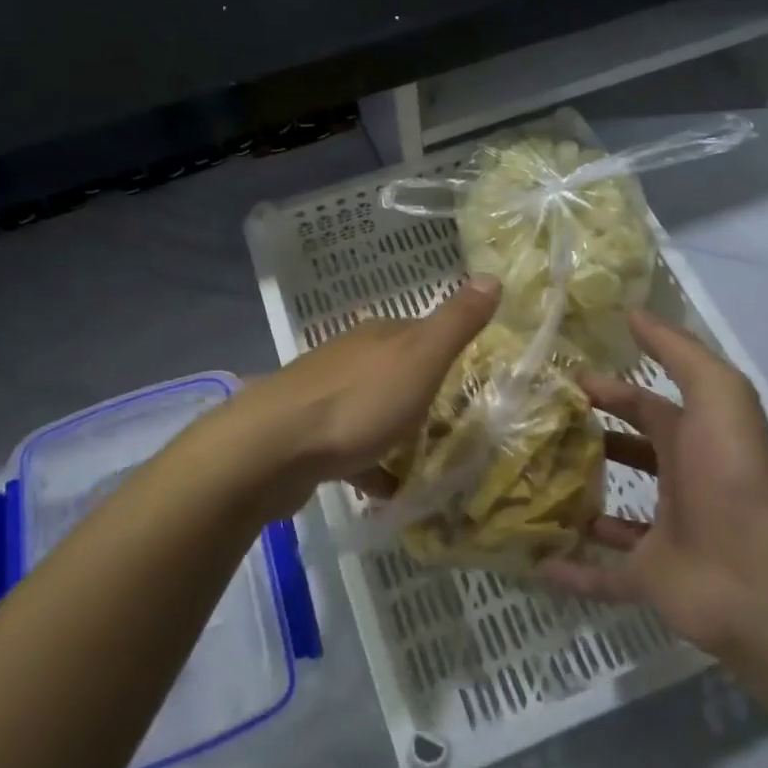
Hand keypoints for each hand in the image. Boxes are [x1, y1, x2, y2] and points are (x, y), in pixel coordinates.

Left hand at [232, 276, 500, 516]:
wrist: (274, 447)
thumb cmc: (358, 401)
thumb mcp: (421, 357)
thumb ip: (456, 322)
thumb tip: (492, 275)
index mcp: (378, 335)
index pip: (420, 331)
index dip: (445, 350)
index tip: (471, 376)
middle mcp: (349, 357)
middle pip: (395, 370)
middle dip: (421, 393)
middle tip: (455, 424)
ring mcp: (323, 395)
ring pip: (371, 408)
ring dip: (394, 429)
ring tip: (426, 459)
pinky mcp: (307, 435)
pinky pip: (350, 448)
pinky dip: (370, 465)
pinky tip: (387, 491)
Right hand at [538, 310, 767, 653]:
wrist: (761, 570)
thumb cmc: (732, 471)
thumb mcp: (715, 391)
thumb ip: (677, 351)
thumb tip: (633, 313)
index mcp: (693, 440)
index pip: (645, 407)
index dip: (609, 391)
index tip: (561, 382)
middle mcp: (678, 484)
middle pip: (628, 456)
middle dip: (589, 441)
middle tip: (534, 431)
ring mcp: (663, 535)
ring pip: (610, 516)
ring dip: (578, 503)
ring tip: (526, 485)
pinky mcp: (648, 580)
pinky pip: (602, 576)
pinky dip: (571, 572)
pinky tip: (531, 561)